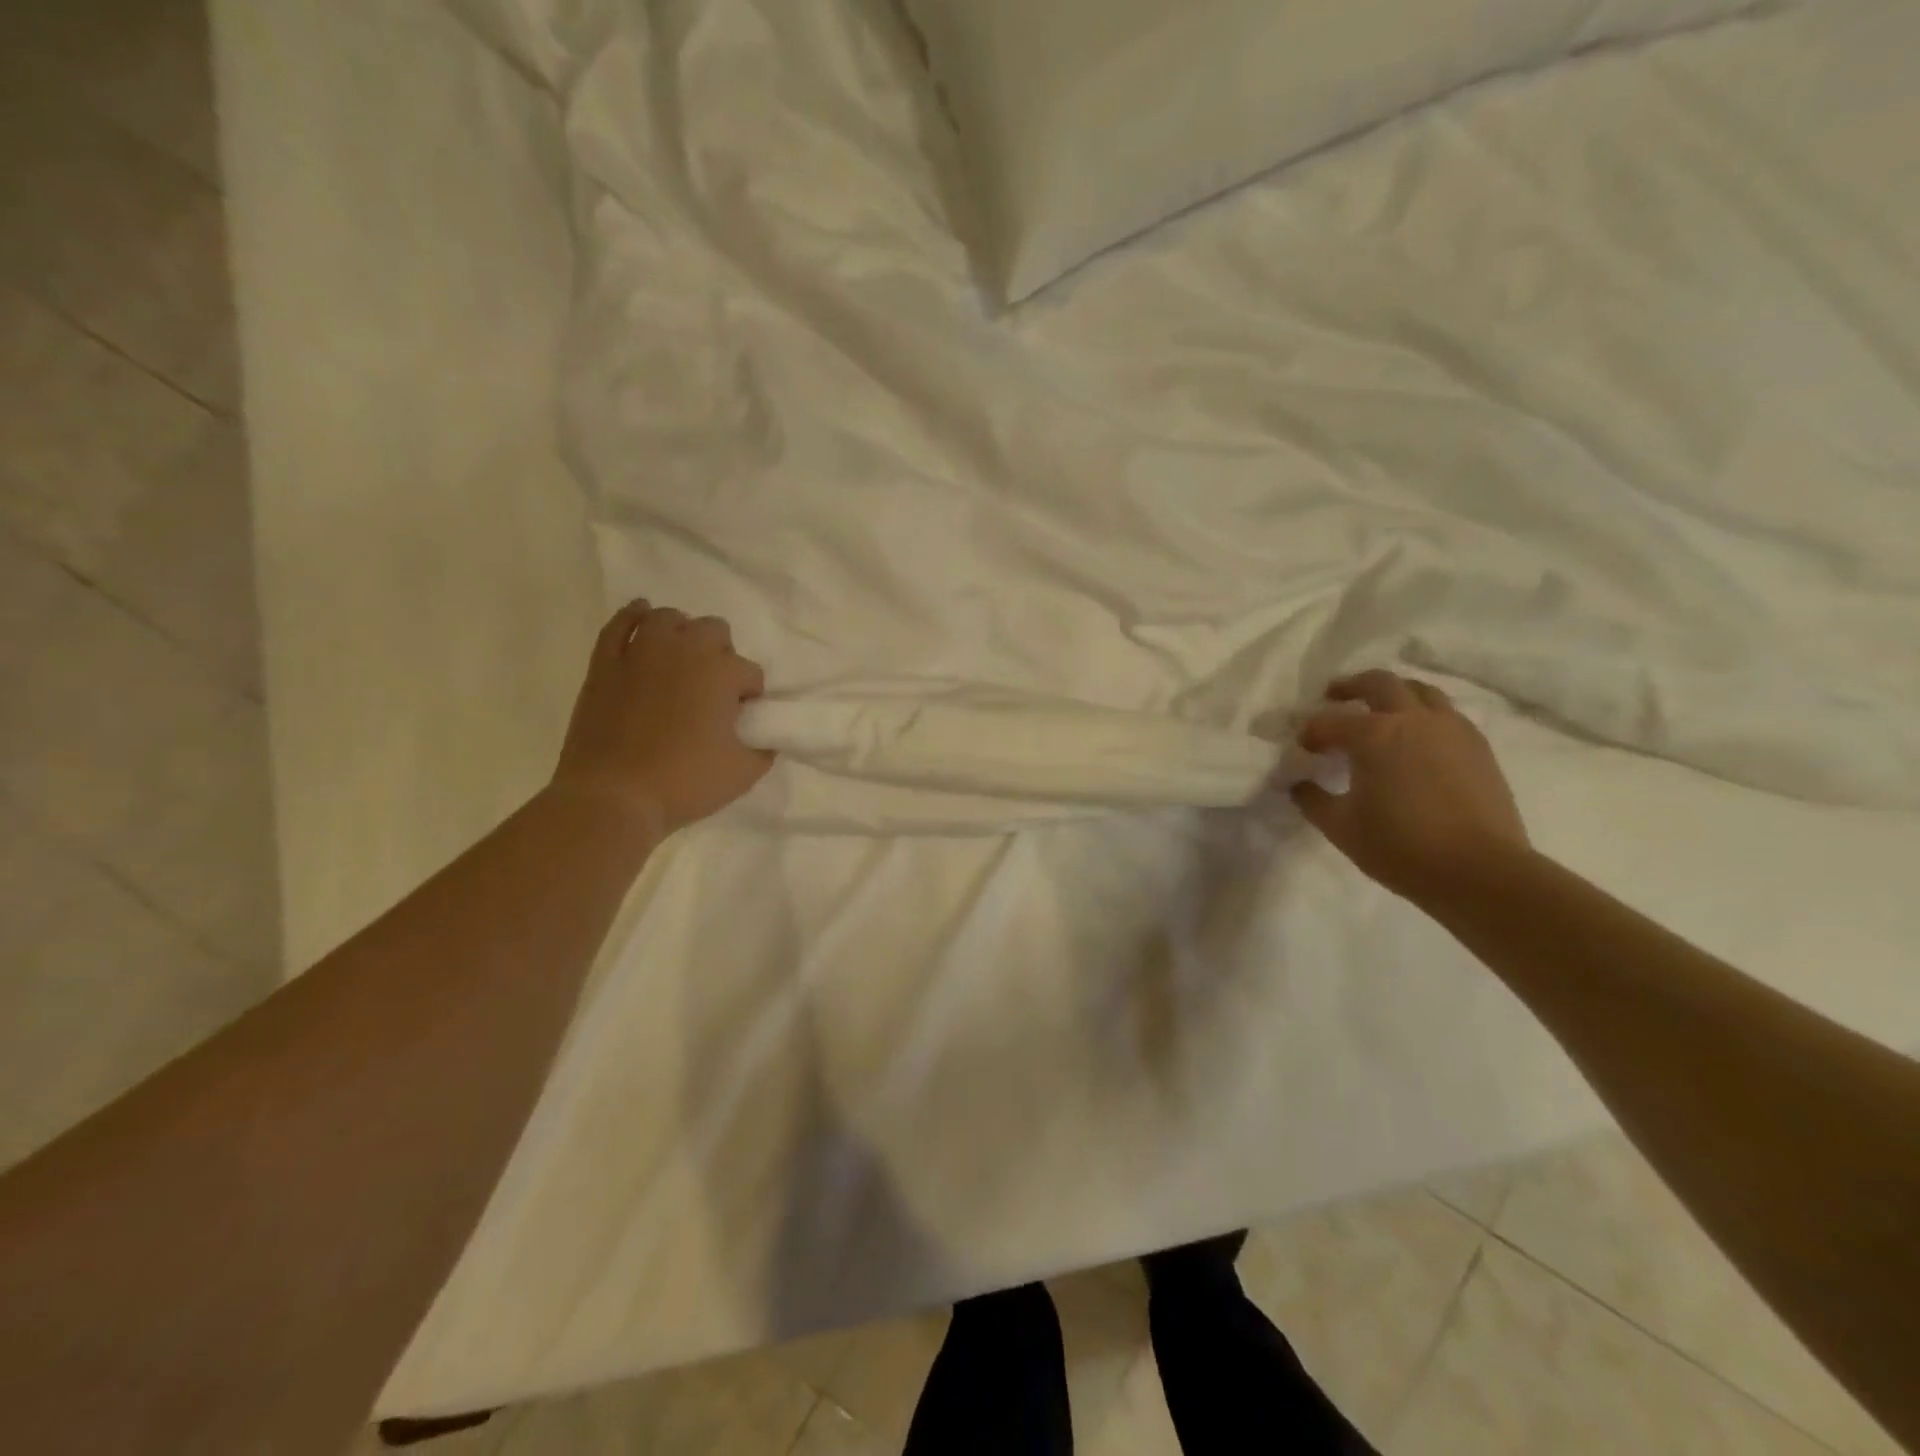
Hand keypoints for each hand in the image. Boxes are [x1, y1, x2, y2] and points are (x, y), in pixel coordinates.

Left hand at [550, 600, 774, 833]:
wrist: (614, 795)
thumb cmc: (685, 782)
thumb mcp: (743, 773)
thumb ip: (763, 750)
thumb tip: (764, 739)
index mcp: (721, 672)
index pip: (750, 672)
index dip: (750, 695)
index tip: (741, 719)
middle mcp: (684, 650)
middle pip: (714, 631)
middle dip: (721, 654)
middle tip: (713, 689)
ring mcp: (640, 652)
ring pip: (668, 618)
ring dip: (682, 632)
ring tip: (681, 659)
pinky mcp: (605, 663)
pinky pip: (620, 624)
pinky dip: (634, 616)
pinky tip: (642, 616)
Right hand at [1290, 669, 1528, 907]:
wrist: (1480, 872)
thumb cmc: (1400, 848)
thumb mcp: (1340, 827)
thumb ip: (1312, 800)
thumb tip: (1298, 784)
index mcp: (1374, 735)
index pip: (1329, 722)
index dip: (1310, 732)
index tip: (1302, 748)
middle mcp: (1413, 720)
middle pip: (1379, 683)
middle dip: (1351, 687)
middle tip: (1334, 697)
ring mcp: (1451, 729)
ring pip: (1420, 691)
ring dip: (1393, 693)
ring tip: (1379, 710)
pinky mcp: (1478, 746)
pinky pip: (1445, 714)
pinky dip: (1423, 714)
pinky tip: (1415, 739)